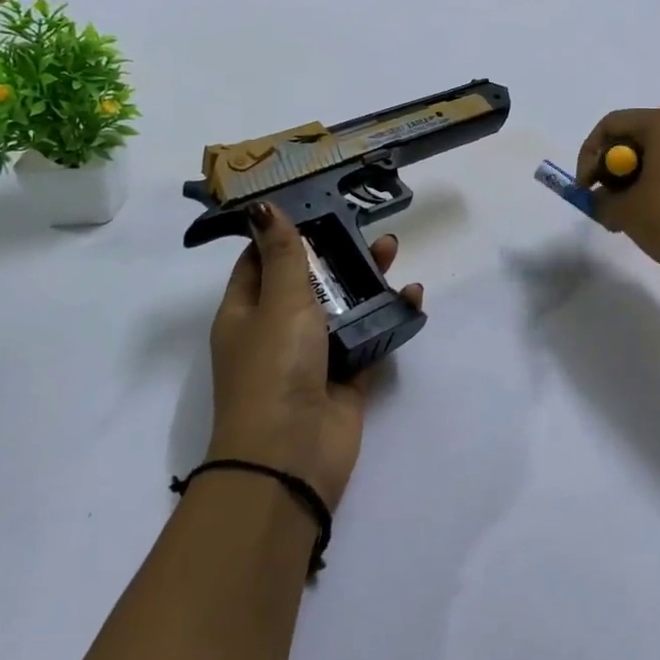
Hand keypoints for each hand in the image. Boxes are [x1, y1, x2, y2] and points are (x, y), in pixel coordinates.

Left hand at [207, 203, 423, 510]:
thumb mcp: (279, 302)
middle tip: (365, 223)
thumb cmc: (276, 369)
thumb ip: (285, 255)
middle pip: (309, 280)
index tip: (314, 203)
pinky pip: (370, 337)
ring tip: (392, 249)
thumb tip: (262, 207)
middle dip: (336, 252)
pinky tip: (412, 297)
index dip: (283, 233)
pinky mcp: (347, 377)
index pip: (260, 261)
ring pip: (342, 306)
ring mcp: (313, 356)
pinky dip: (389, 317)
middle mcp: (277, 331)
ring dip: (366, 279)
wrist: (292, 456)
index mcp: (246, 312)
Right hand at [576, 108, 659, 286]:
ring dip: (631, 183)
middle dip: (610, 171)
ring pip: (654, 157)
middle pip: (633, 138)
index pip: (611, 125)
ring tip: (624, 217)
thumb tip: (597, 200)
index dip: (588, 155)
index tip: (584, 188)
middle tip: (602, 204)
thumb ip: (600, 201)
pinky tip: (652, 219)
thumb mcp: (626, 212)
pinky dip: (655, 188)